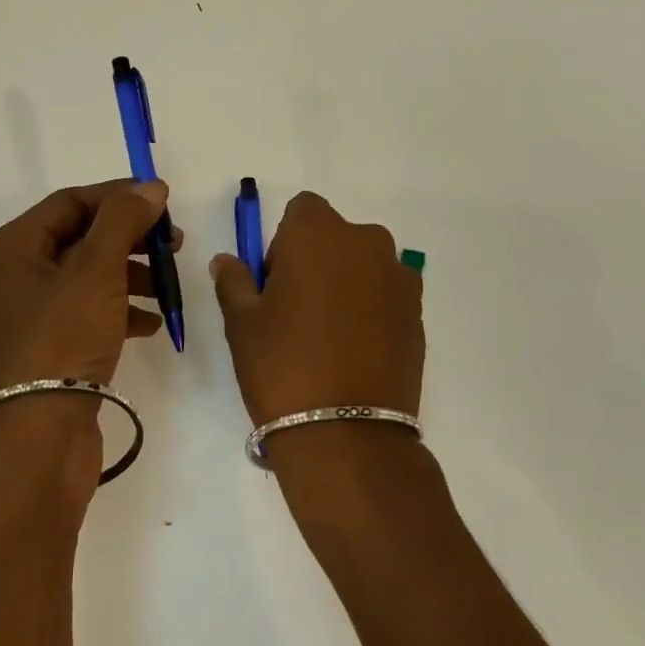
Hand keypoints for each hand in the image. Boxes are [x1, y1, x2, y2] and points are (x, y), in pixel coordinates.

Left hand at [0, 179, 176, 493]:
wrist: (33, 445)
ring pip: (88, 278)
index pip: (70, 202)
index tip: (164, 203)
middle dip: (129, 238)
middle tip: (174, 245)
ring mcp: (31, 318)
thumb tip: (151, 187)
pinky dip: (121, 311)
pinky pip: (88, 315)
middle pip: (80, 239)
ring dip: (131, 275)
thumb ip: (123, 221)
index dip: (118, 197)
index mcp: (12, 249)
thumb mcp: (95, 271)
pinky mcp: (49, 352)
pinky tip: (152, 323)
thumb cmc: (59, 341)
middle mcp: (15, 278)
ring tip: (169, 287)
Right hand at [209, 191, 423, 428]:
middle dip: (317, 259)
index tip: (276, 283)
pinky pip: (388, 295)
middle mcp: (365, 242)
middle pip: (336, 235)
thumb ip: (234, 281)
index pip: (302, 210)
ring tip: (331, 334)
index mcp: (318, 233)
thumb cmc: (282, 366)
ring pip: (364, 264)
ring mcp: (399, 278)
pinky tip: (356, 351)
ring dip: (348, 282)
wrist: (347, 434)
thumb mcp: (242, 322)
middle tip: (298, 311)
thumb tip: (226, 261)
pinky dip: (372, 309)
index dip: (285, 242)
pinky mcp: (418, 313)